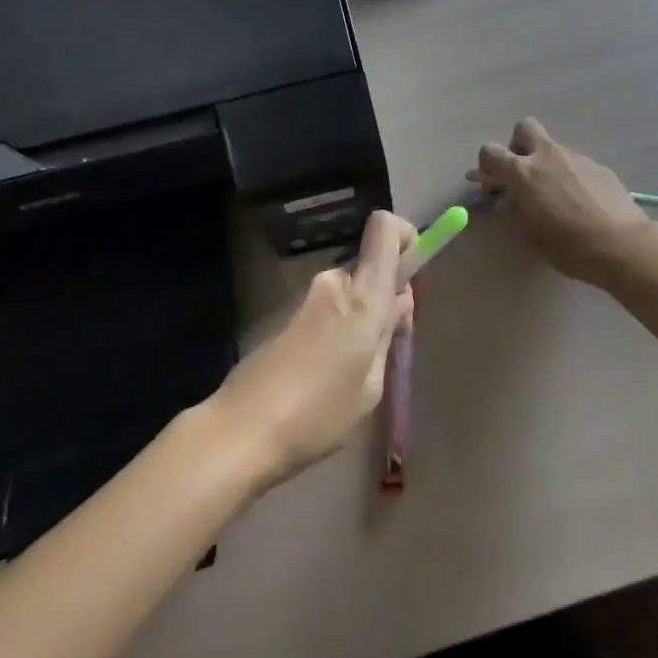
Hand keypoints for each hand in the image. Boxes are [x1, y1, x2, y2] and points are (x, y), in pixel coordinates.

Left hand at [206, 211, 415, 493]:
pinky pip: (328, 307)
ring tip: (353, 372)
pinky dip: (337, 327)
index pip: (384, 228)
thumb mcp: (371, 387)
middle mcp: (333, 282)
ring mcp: (306, 296)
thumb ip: (387, 337)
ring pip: (349, 290)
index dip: (406, 236)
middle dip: (385, 294)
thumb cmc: (318, 413)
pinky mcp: (286, 313)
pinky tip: (325, 375)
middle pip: (370, 265)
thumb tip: (397, 303)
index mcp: (362, 295)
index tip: (414, 269)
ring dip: (359, 316)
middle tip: (385, 344)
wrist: (243, 429)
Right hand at [469, 118, 657, 286]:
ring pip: (553, 147)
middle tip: (523, 173)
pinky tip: (581, 201)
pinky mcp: (599, 166)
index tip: (493, 183)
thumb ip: (511, 210)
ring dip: (547, 163)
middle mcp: (547, 155)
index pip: (490, 150)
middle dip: (518, 145)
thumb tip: (506, 199)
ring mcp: (575, 157)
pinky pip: (575, 163)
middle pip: (524, 128)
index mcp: (523, 171)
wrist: (622, 244)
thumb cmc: (568, 244)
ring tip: (557, 196)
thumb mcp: (528, 234)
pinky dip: (571, 175)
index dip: (486, 164)